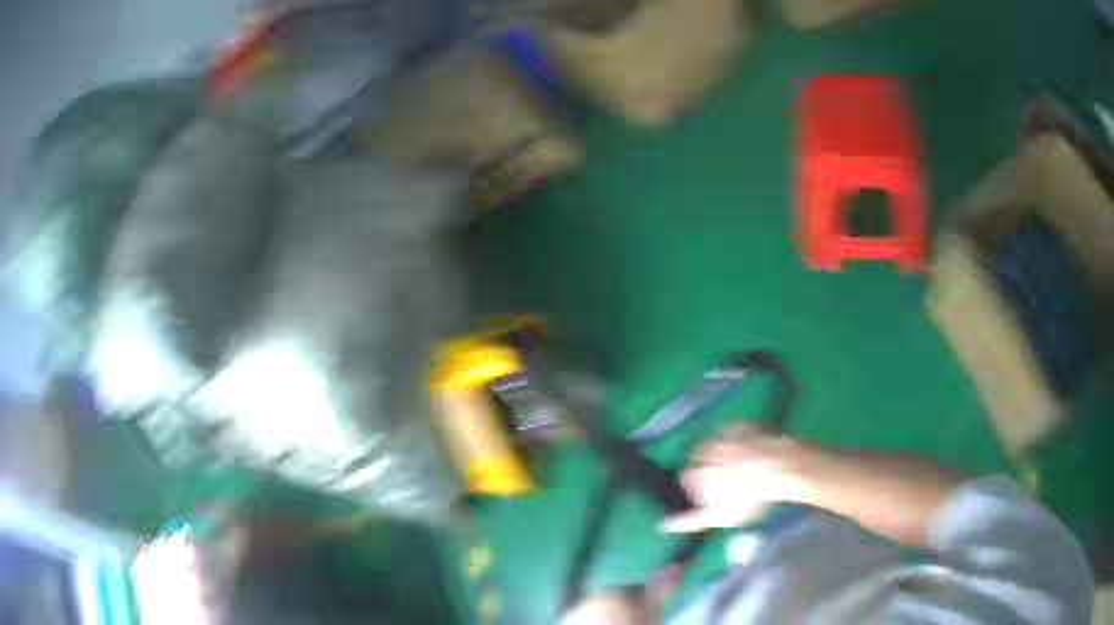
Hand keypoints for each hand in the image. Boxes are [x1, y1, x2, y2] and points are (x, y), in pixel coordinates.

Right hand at [662, 424, 804, 533]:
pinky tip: (755, 453)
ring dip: (726, 454)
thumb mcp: (718, 517)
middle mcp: (703, 449)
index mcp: (694, 472)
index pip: (685, 480)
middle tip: (731, 484)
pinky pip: (738, 432)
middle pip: (701, 460)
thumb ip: (689, 522)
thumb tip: (663, 525)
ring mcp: (725, 433)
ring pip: (719, 445)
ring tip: (744, 469)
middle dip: (711, 469)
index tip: (713, 498)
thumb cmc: (747, 498)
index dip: (698, 490)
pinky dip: (743, 441)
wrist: (779, 466)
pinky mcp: (744, 423)